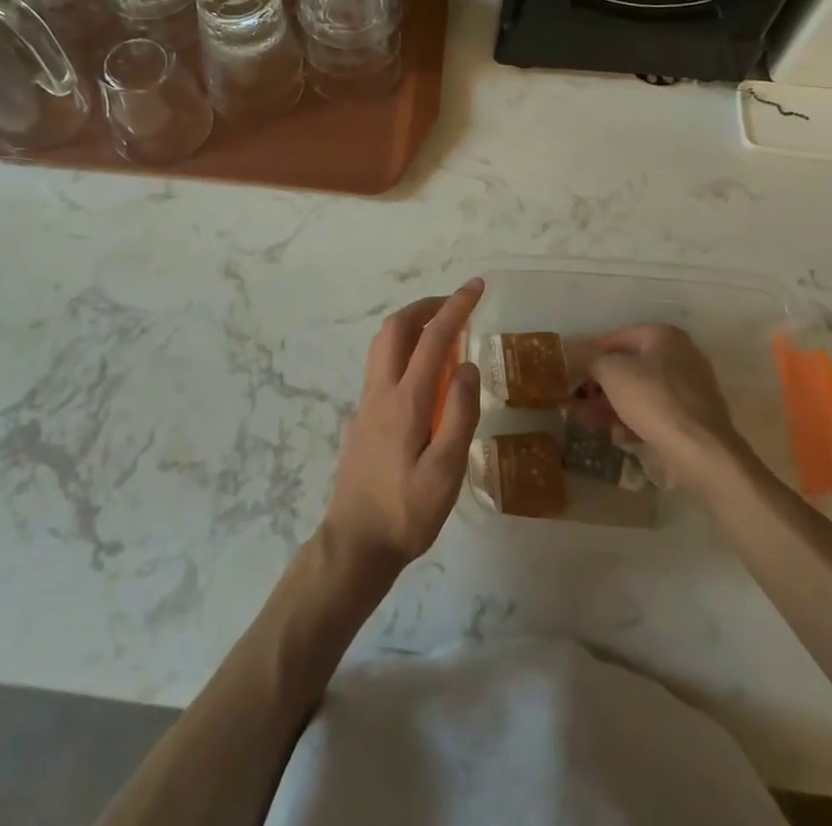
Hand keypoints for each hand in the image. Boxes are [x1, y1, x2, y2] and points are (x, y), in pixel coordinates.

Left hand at [321, 280, 482, 584]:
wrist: (355, 544)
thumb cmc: (406, 513)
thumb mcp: (445, 474)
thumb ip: (459, 416)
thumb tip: (468, 366)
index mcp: (405, 401)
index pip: (433, 338)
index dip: (456, 307)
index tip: (476, 287)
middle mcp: (381, 391)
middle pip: (396, 327)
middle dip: (427, 305)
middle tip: (457, 304)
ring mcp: (367, 402)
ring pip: (383, 343)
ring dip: (412, 323)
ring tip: (443, 330)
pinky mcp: (362, 416)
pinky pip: (382, 363)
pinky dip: (404, 347)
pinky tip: (422, 371)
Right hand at [572, 324, 738, 489]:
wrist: (702, 452)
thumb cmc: (654, 400)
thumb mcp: (612, 373)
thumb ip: (590, 360)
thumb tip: (572, 354)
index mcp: (664, 336)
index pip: (616, 338)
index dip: (588, 354)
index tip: (569, 370)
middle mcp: (680, 356)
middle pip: (628, 367)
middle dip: (599, 385)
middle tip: (575, 401)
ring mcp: (689, 388)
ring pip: (640, 392)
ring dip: (611, 405)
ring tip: (587, 422)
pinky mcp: (692, 418)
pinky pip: (655, 412)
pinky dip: (634, 420)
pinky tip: (618, 436)